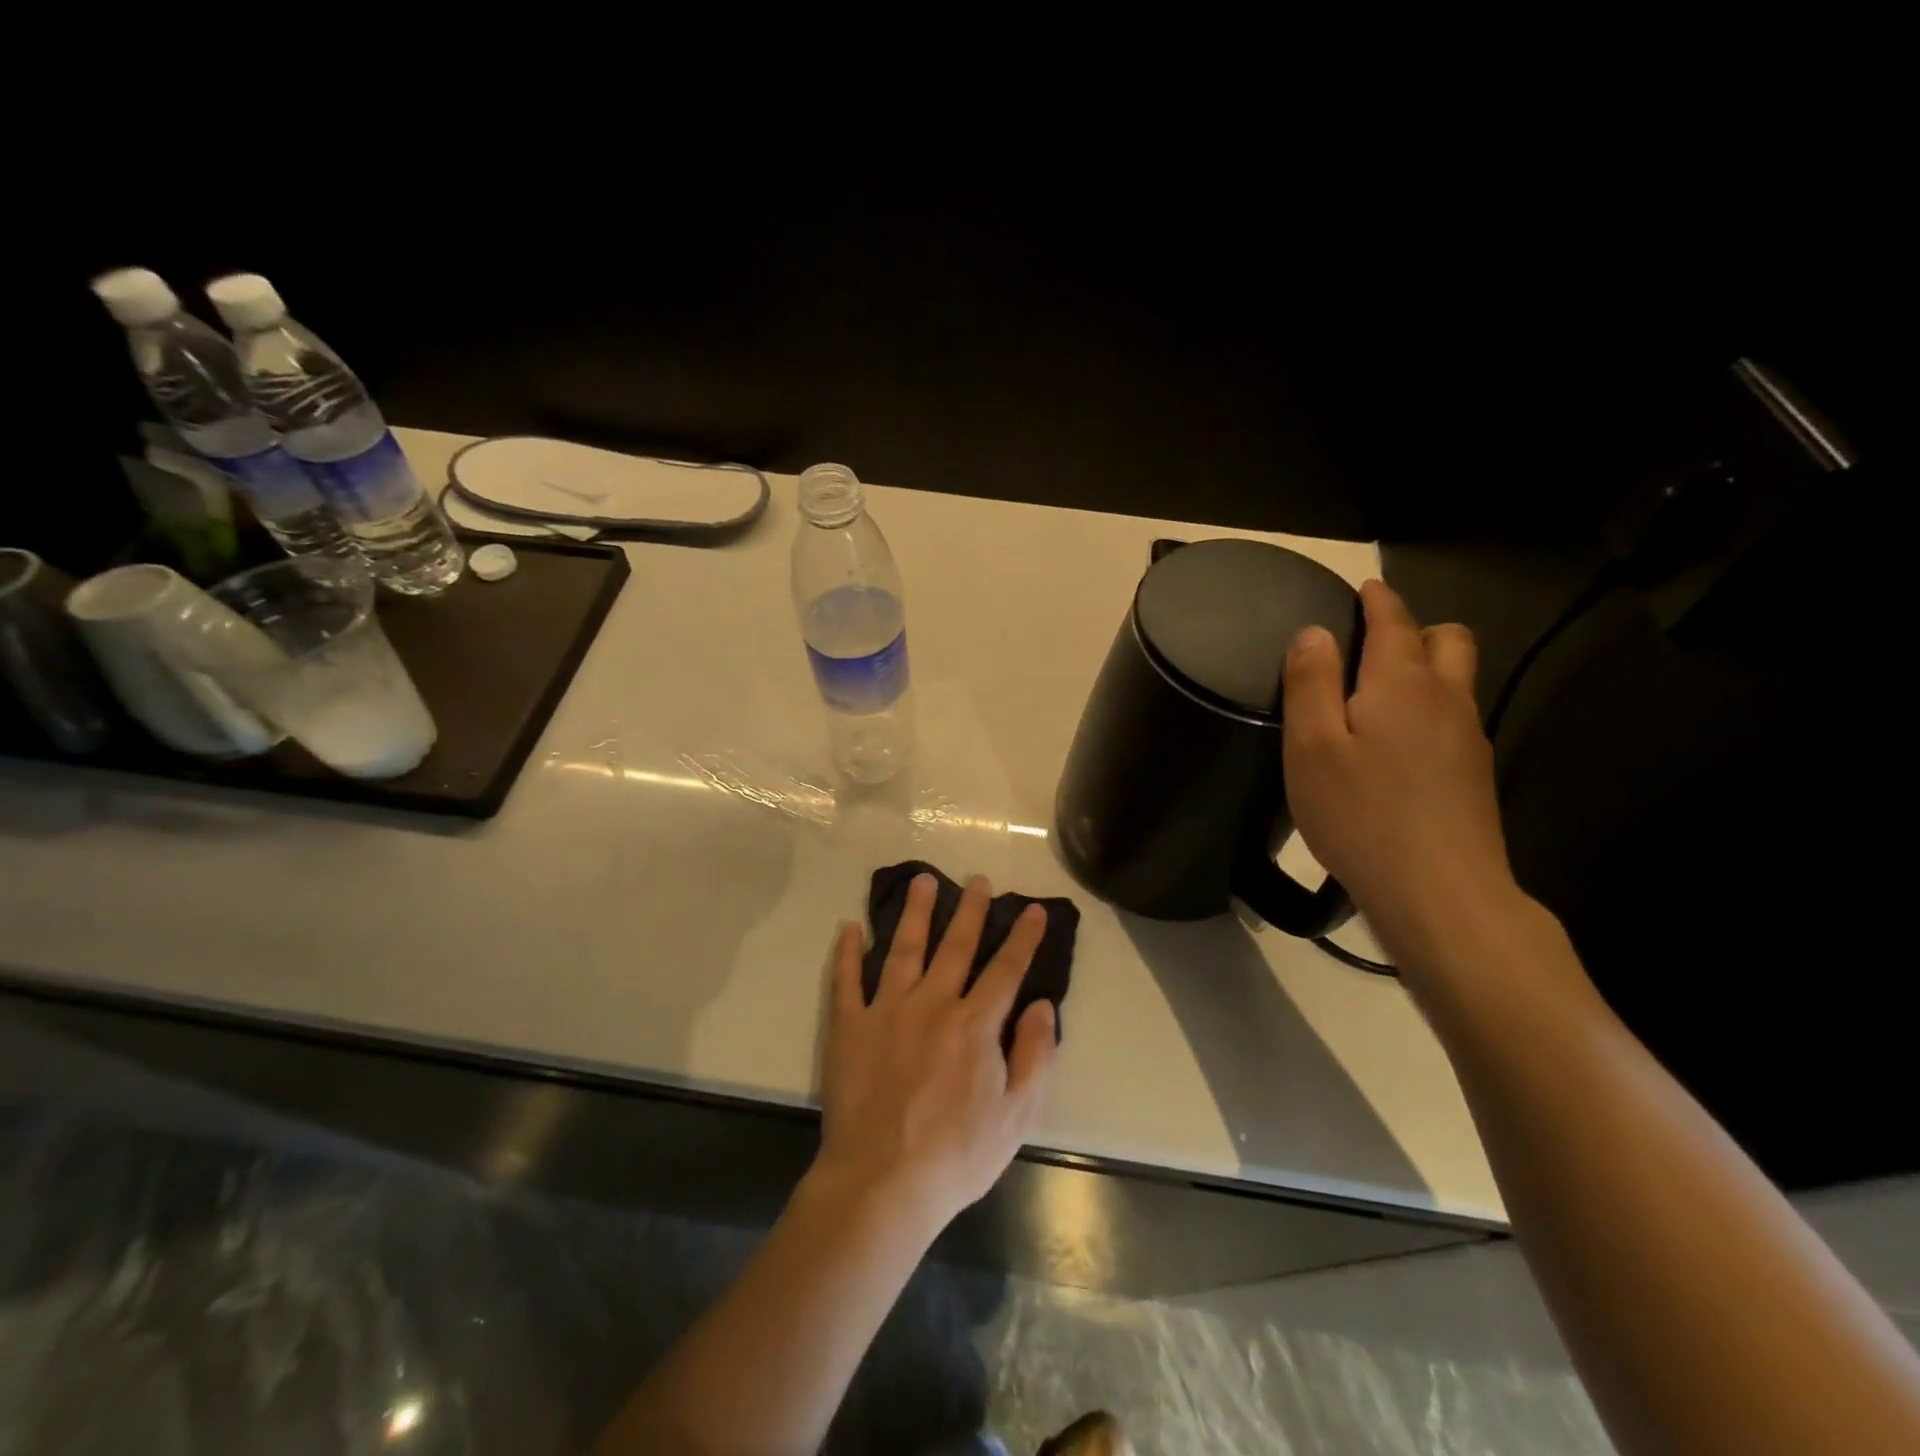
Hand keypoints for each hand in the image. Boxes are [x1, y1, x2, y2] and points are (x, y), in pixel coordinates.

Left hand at [814, 873, 1057, 1237]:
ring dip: (914, 913)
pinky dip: (848, 952)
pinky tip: (850, 926)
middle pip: (955, 946)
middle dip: (969, 910)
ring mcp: (887, 1011)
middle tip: (977, 879)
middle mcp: (932, 1004)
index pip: (1005, 969)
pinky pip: (846, 980)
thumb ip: (1035, 1055)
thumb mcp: (1016, 1115)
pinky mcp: (850, 1027)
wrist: (882, 1183)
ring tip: (921, 880)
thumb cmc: (957, 1155)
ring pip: (904, 948)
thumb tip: (1042, 1004)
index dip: (1022, 937)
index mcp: (975, 1025)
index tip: (1032, 909)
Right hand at [1282, 579, 1517, 959]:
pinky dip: (1430, 708)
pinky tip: (1400, 744)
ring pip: (1457, 680)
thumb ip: (1311, 683)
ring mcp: (1469, 738)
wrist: (1441, 893)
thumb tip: (1314, 633)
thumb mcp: (1312, 747)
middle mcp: (1446, 698)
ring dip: (1426, 667)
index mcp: (1401, 683)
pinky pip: (1456, 718)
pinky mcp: (1475, 776)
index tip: (1364, 588)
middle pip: (1447, 640)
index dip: (1378, 599)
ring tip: (1381, 692)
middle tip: (1373, 644)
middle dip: (1415, 628)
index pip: (1394, 621)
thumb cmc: (1361, 814)